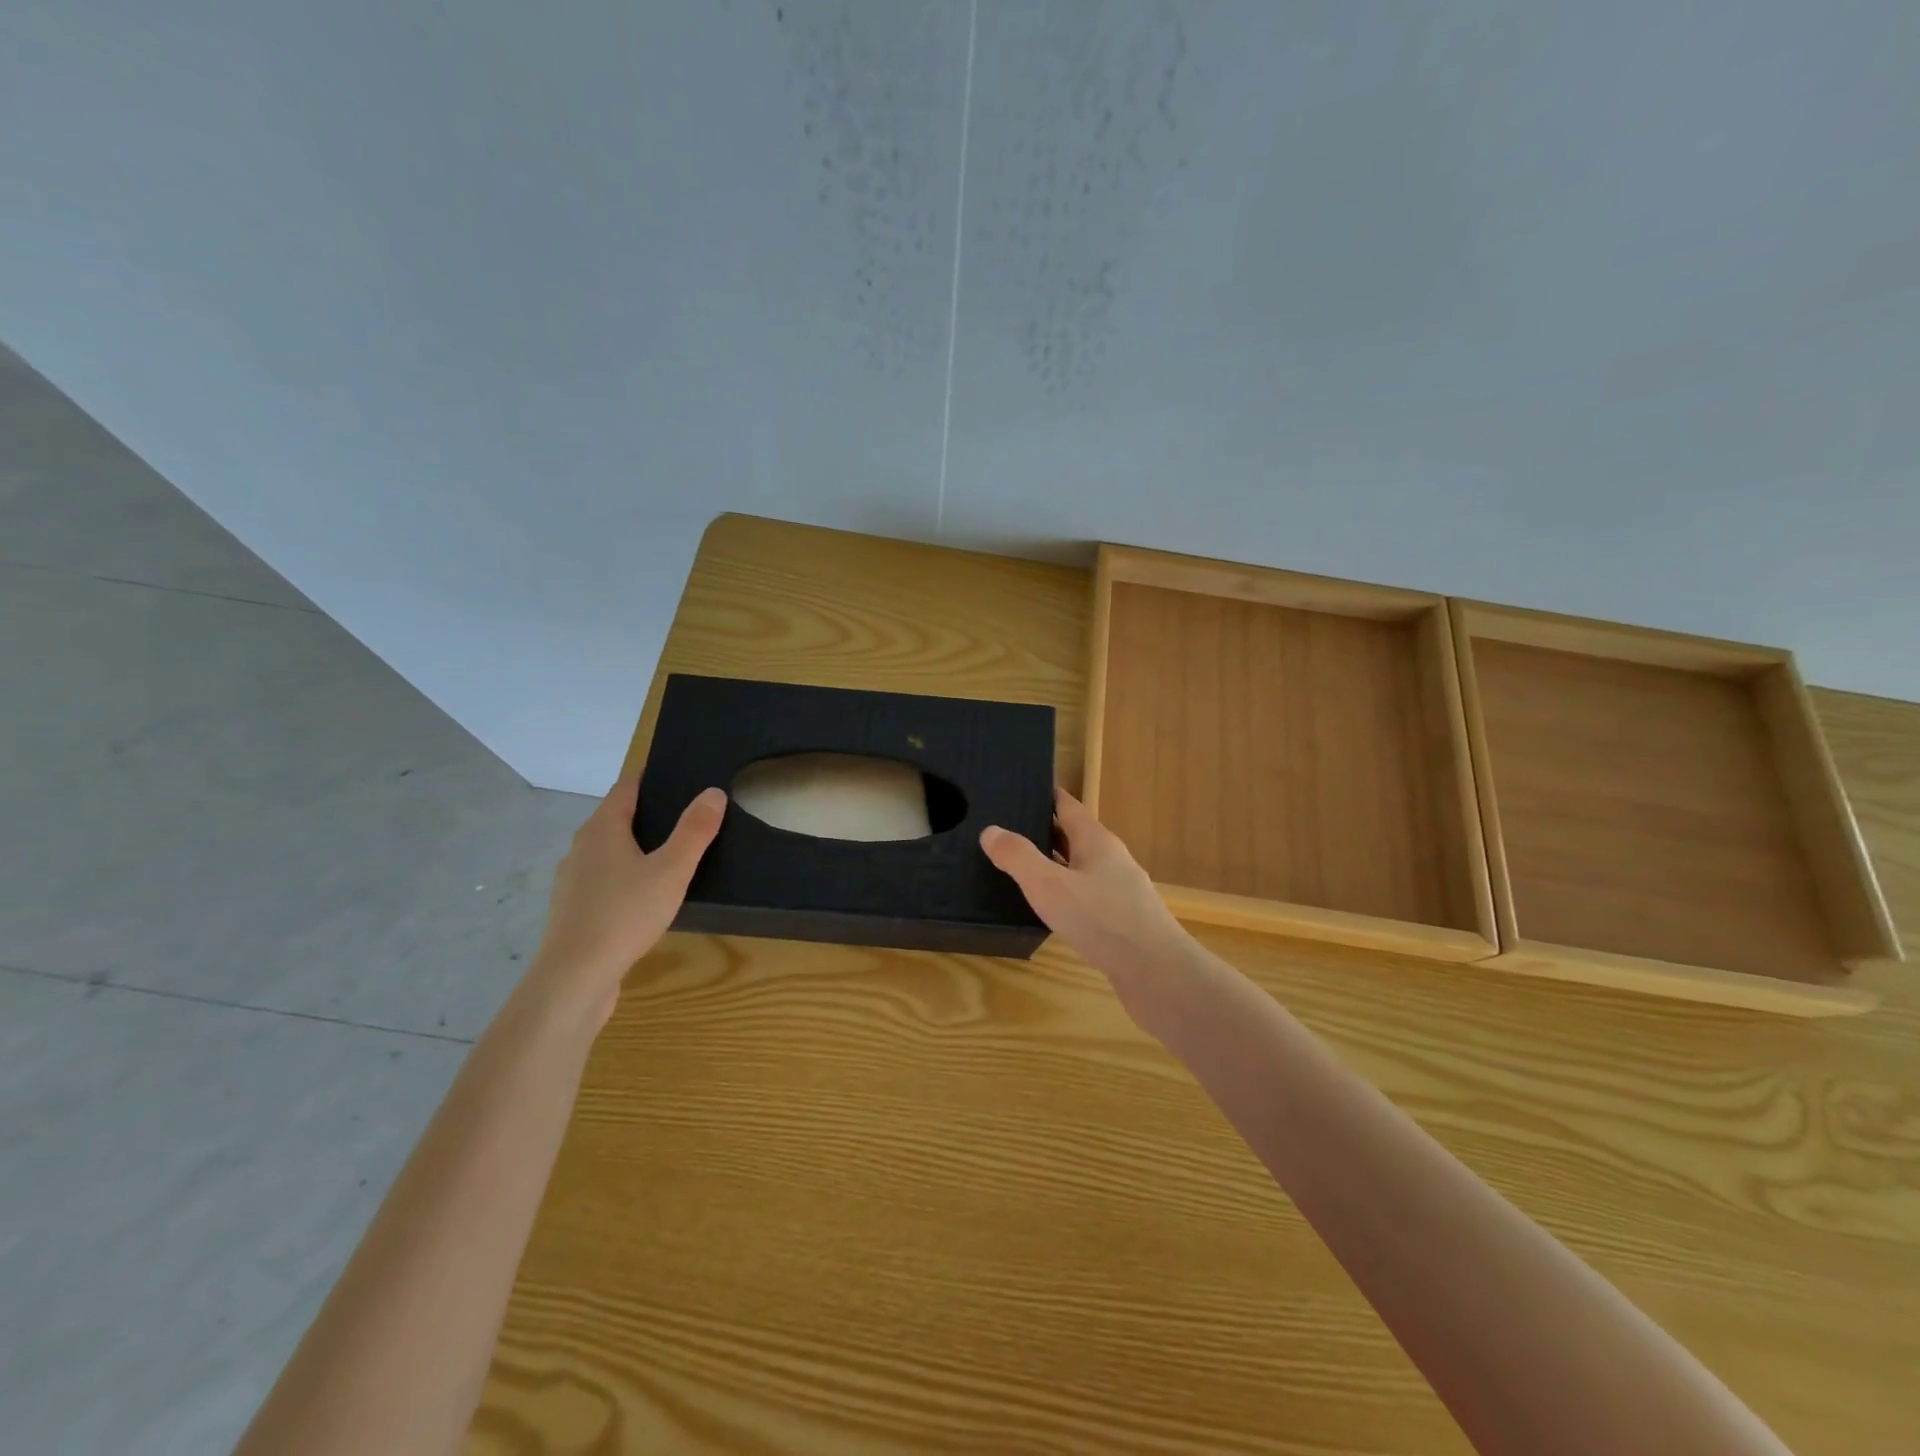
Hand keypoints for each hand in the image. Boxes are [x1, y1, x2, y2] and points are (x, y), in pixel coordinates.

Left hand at [528, 778, 726, 1023]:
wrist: (574, 978)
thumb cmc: (625, 915)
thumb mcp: (672, 870)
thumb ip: (694, 831)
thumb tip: (712, 792)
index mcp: (602, 828)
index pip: (627, 787)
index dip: (651, 777)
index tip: (680, 773)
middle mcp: (582, 847)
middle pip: (617, 817)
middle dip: (650, 812)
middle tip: (689, 814)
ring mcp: (574, 880)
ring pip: (611, 851)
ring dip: (638, 847)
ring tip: (675, 855)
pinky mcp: (575, 910)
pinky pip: (606, 880)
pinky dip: (628, 876)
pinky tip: (649, 896)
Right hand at [981, 788, 1190, 993]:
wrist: (1156, 972)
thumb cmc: (1102, 920)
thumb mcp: (1050, 885)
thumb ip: (1018, 857)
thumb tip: (990, 830)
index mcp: (1097, 841)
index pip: (1068, 806)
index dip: (1046, 796)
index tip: (1021, 788)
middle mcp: (1111, 860)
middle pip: (1074, 837)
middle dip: (1043, 831)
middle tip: (1006, 830)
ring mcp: (1119, 892)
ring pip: (1080, 869)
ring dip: (1053, 866)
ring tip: (1019, 869)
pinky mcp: (1121, 922)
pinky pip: (1086, 898)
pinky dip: (1064, 896)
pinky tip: (1047, 910)